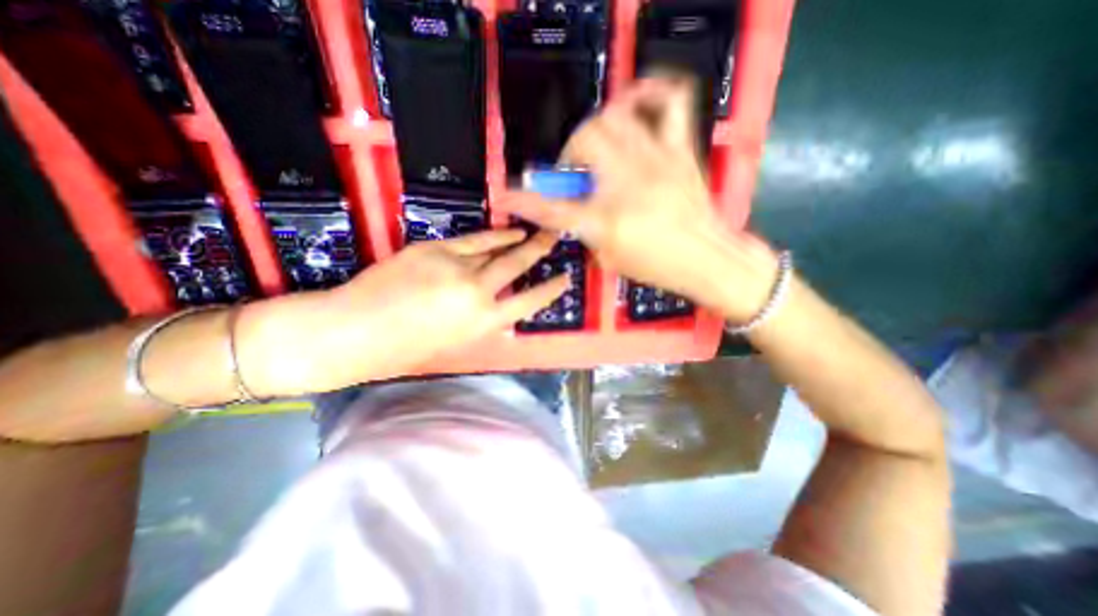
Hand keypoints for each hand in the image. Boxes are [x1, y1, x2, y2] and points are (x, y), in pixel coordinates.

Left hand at [237, 229, 570, 392]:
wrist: (352, 331)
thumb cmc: (405, 348)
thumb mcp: (456, 340)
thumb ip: (482, 318)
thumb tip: (500, 300)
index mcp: (483, 322)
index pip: (530, 302)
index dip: (550, 289)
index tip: (565, 278)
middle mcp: (477, 292)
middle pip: (518, 265)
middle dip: (540, 251)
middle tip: (556, 238)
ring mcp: (457, 266)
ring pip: (499, 248)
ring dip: (520, 240)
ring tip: (536, 232)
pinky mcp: (436, 249)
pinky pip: (474, 239)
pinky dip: (493, 235)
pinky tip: (506, 231)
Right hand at [499, 76, 779, 320]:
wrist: (708, 258)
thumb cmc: (659, 266)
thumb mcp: (611, 257)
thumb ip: (587, 230)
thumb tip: (577, 210)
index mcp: (605, 220)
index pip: (552, 207)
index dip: (523, 200)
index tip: (507, 194)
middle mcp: (626, 184)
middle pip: (584, 141)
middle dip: (571, 153)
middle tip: (577, 170)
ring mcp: (655, 160)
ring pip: (614, 117)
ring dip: (597, 129)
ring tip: (600, 145)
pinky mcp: (678, 150)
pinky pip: (669, 102)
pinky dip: (650, 92)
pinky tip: (639, 102)